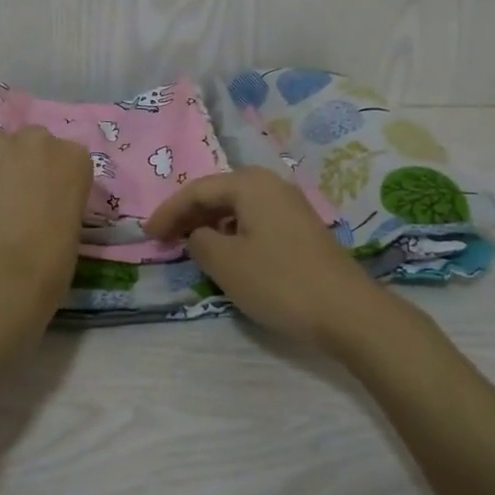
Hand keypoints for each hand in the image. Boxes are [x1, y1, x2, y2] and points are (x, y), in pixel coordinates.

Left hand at [0, 126, 92, 299]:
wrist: (7, 270)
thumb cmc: (52, 258)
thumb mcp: (72, 222)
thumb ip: (59, 198)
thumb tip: (41, 203)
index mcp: (76, 158)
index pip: (66, 156)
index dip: (53, 177)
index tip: (46, 197)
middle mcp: (42, 140)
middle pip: (33, 142)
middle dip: (25, 163)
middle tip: (17, 195)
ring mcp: (2, 143)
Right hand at [145, 168, 389, 353]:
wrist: (347, 310)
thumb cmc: (279, 281)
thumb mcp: (227, 264)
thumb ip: (201, 242)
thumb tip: (198, 235)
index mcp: (250, 184)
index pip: (198, 190)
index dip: (169, 211)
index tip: (148, 235)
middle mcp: (271, 185)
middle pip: (219, 194)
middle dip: (189, 215)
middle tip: (164, 239)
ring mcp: (290, 206)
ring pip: (238, 208)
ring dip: (211, 225)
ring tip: (190, 247)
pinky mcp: (301, 229)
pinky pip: (256, 221)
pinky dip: (233, 233)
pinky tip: (228, 255)